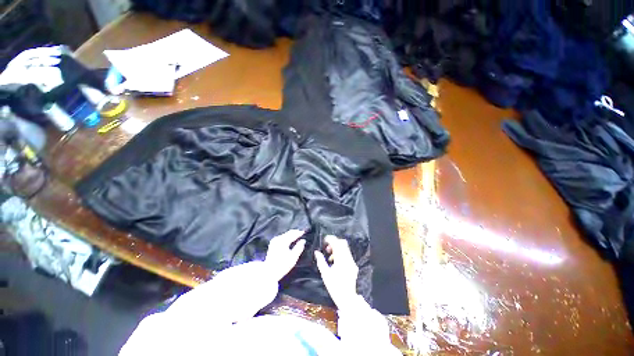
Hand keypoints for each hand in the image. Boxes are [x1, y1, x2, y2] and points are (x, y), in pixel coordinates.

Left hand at [265, 230, 305, 281]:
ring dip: (291, 234)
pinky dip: (287, 237)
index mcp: (283, 241)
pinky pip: (282, 237)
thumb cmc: (282, 265)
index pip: (293, 234)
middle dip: (295, 232)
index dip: (299, 232)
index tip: (305, 232)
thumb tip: (303, 241)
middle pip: (288, 233)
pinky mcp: (272, 244)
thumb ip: (299, 247)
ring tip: (297, 236)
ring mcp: (274, 241)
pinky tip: (290, 240)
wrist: (269, 272)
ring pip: (285, 234)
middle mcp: (278, 239)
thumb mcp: (293, 258)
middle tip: (301, 233)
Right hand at [314, 235, 358, 309]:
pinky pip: (347, 254)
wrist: (348, 299)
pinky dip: (341, 254)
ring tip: (330, 257)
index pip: (337, 243)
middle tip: (327, 248)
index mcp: (341, 260)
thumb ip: (321, 261)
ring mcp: (352, 262)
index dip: (330, 239)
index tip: (324, 240)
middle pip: (343, 243)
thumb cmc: (334, 287)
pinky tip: (335, 262)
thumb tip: (317, 252)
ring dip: (337, 248)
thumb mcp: (325, 274)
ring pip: (345, 248)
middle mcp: (348, 258)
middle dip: (334, 242)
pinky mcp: (353, 265)